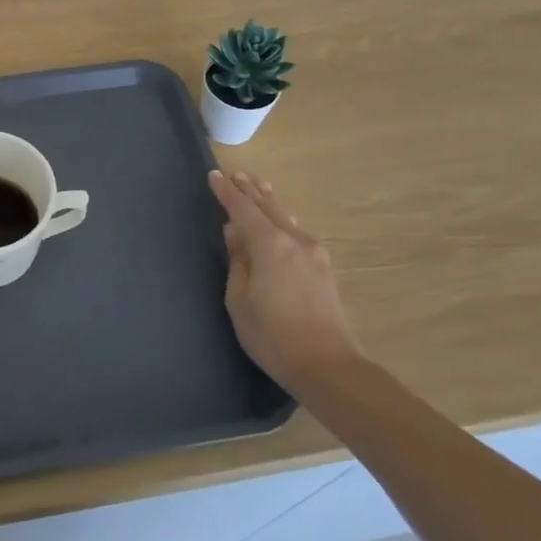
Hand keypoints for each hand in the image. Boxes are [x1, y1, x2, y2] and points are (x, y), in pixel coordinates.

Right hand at [209, 170, 361, 391]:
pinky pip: (295, 231)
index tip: (213, 176)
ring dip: (268, 201)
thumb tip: (234, 231)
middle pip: (268, 206)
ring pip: (285, 217)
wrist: (327, 365)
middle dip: (250, 190)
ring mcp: (313, 253)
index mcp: (270, 244)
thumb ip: (237, 259)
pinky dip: (281, 219)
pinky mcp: (322, 268)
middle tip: (235, 174)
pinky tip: (280, 219)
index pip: (242, 209)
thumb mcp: (239, 298)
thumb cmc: (272, 335)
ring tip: (257, 187)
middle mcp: (294, 240)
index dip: (226, 192)